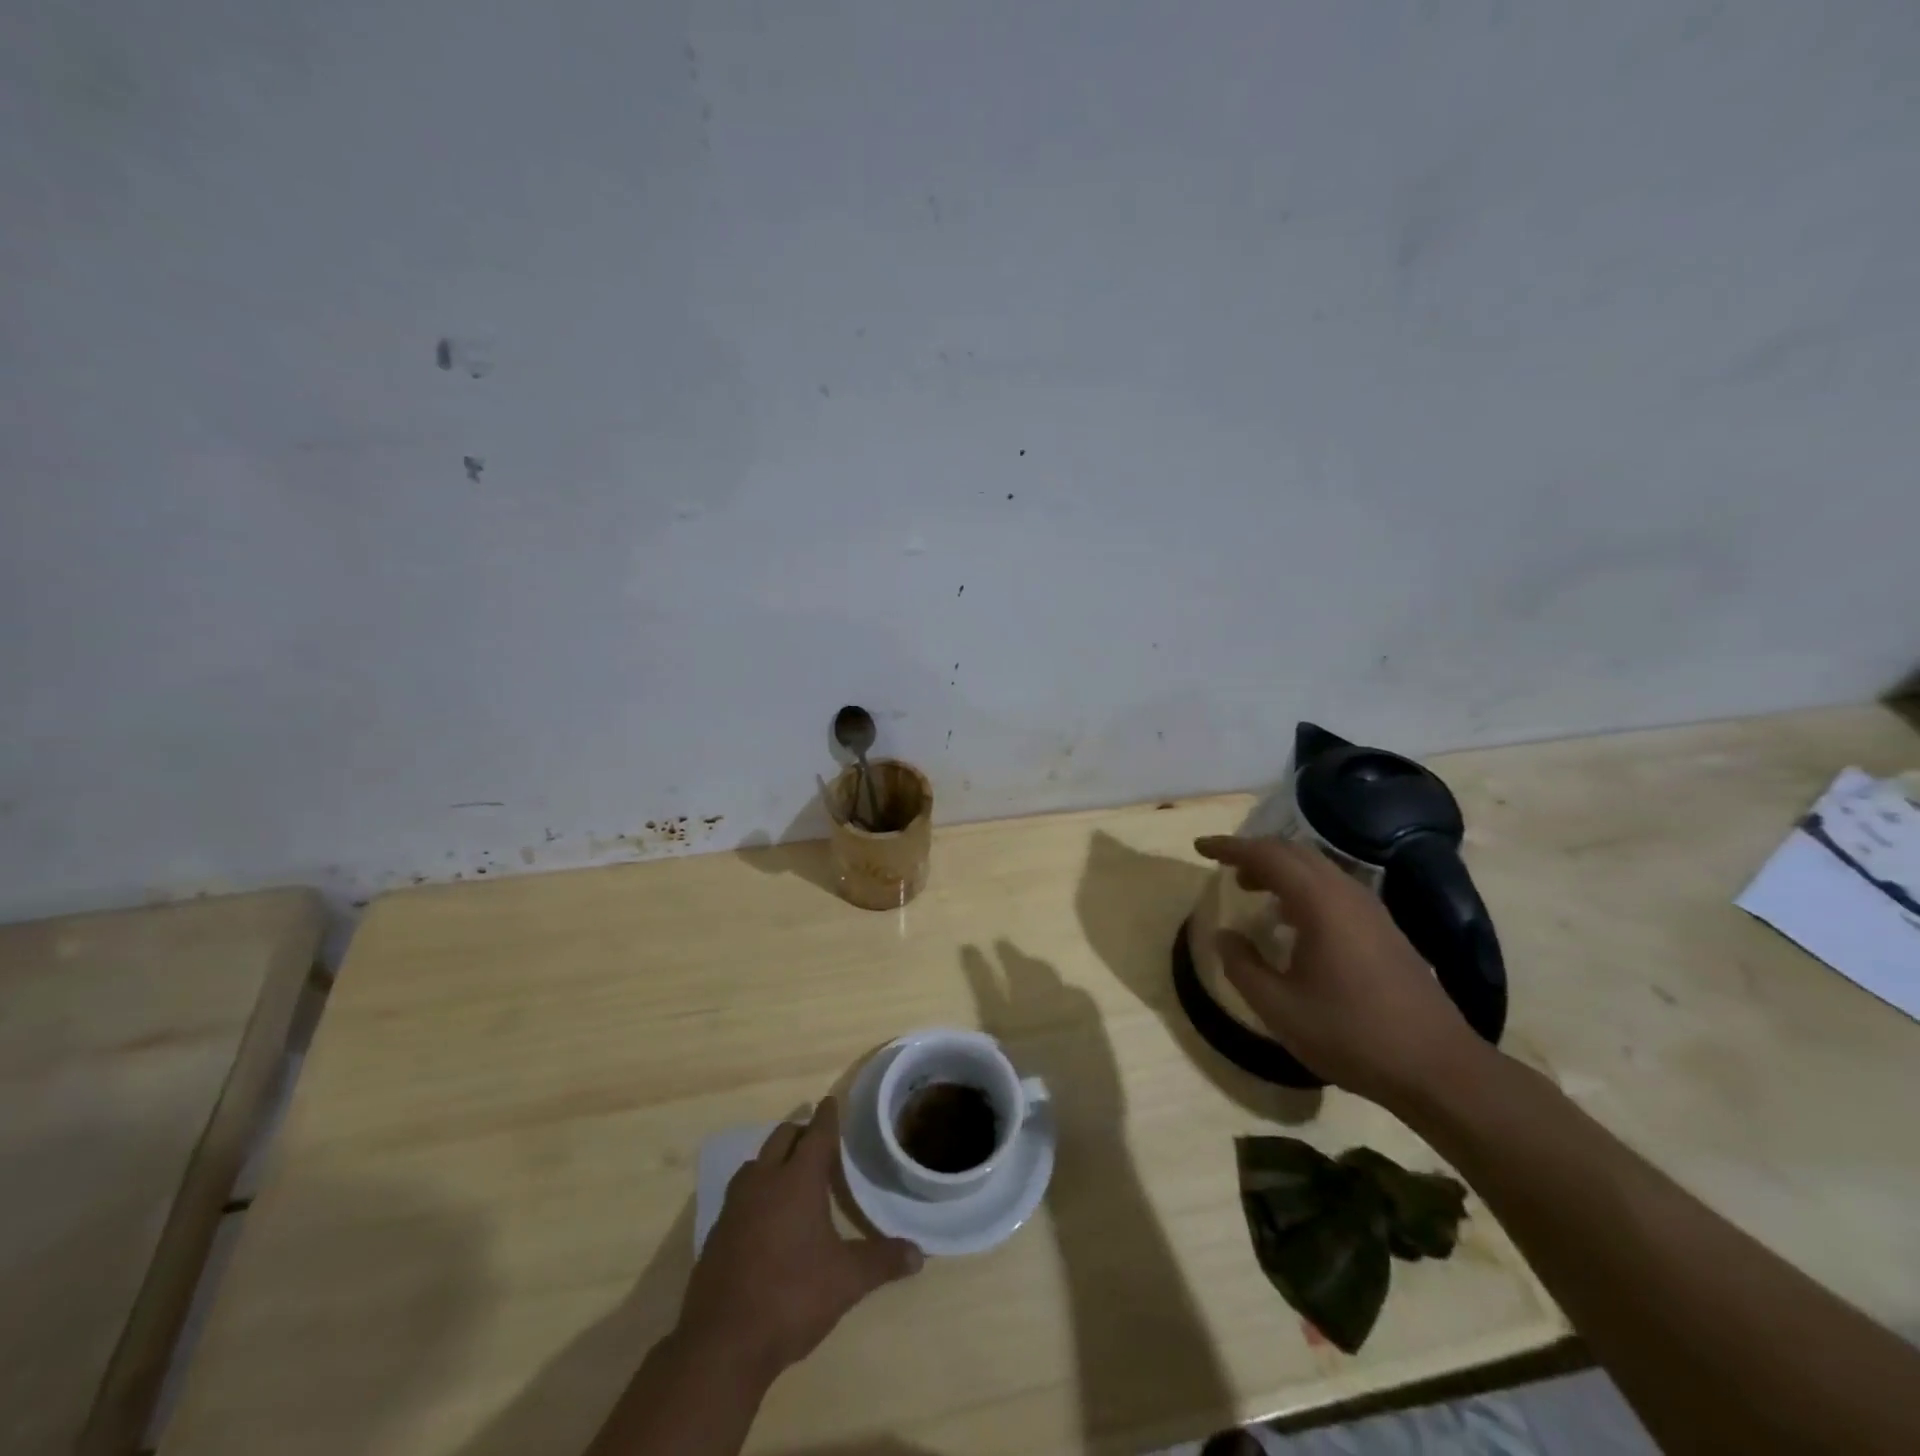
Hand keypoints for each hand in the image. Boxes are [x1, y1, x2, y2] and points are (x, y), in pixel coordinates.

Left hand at [676, 1097, 922, 1386]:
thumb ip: (882, 1261)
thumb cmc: (791, 1297)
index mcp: (797, 1180)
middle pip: (782, 1138)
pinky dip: (756, 1189)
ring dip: (774, 1157)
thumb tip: (919, 1254)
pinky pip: (740, 1193)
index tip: (832, 1101)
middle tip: (817, 1138)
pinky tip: (764, 1213)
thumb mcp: (846, 1281)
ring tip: (791, 1170)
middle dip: (800, 1132)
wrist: (722, 1343)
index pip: (816, 1134)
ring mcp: (735, 1206)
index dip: (827, 1116)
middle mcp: (764, 1181)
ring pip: (756, 1162)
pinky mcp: (717, 1232)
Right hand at [1194, 835, 1489, 1107]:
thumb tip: (1224, 935)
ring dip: (1280, 870)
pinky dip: (1302, 887)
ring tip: (1253, 889)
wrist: (1437, 1068)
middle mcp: (1346, 893)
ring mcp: (1371, 909)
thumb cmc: (1351, 1034)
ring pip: (1317, 868)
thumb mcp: (1279, 1008)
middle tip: (1224, 868)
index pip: (1266, 855)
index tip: (1200, 847)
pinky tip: (1293, 920)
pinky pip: (1333, 888)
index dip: (1229, 847)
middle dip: (1254, 853)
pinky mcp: (1384, 928)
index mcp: (1319, 903)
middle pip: (1294, 852)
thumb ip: (1242, 966)